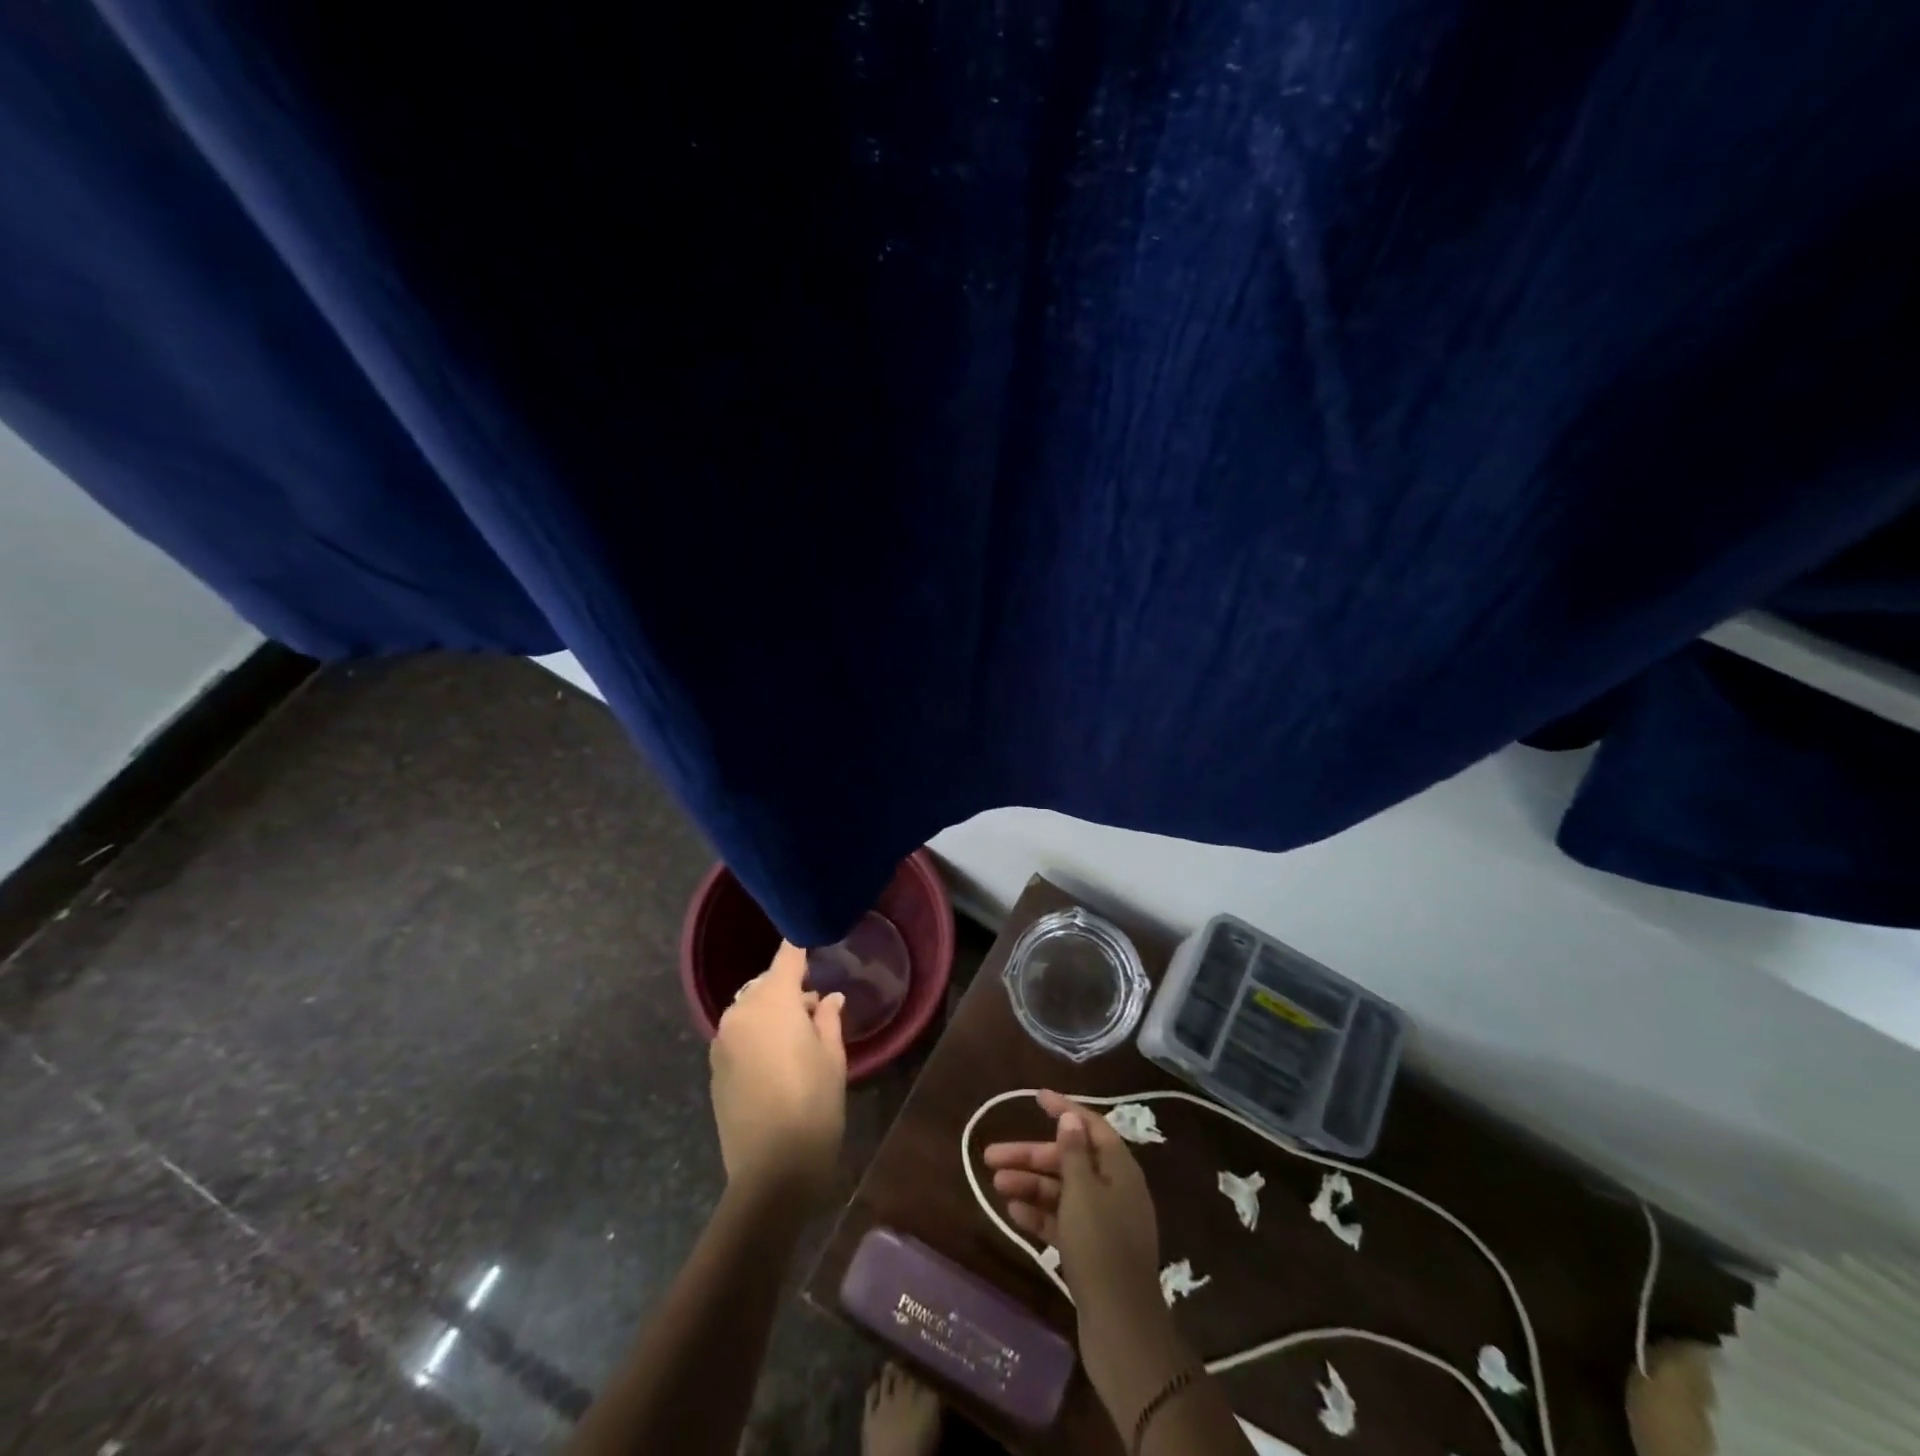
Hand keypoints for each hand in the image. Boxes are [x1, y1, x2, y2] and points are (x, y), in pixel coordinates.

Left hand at [710, 942, 846, 1204]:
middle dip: (788, 987)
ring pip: (749, 1008)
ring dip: (770, 1011)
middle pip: (765, 984)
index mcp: (773, 1002)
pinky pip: (738, 1034)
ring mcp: (722, 1041)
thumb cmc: (813, 1106)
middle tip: (815, 1007)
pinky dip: (756, 1033)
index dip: (800, 946)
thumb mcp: (832, 1058)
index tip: (813, 940)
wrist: (771, 1171)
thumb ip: (828, 1019)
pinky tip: (776, 1059)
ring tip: (797, 1035)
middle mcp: (741, 1013)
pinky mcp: (714, 1067)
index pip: (787, 958)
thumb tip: (829, 999)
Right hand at [983, 1091, 1160, 1319]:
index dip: (1064, 1109)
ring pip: (1061, 1192)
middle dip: (1031, 1156)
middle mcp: (1114, 1190)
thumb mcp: (1083, 1192)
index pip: (1091, 1126)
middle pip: (1068, 1161)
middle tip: (992, 1156)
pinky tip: (1012, 1213)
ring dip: (1029, 1185)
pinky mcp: (1092, 1252)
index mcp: (1119, 1169)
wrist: (1121, 1328)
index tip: (1035, 1097)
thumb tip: (1071, 1118)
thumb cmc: (1100, 1247)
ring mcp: (1103, 1223)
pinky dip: (1039, 1215)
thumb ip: (1073, 1153)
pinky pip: (1062, 1222)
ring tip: (996, 1185)